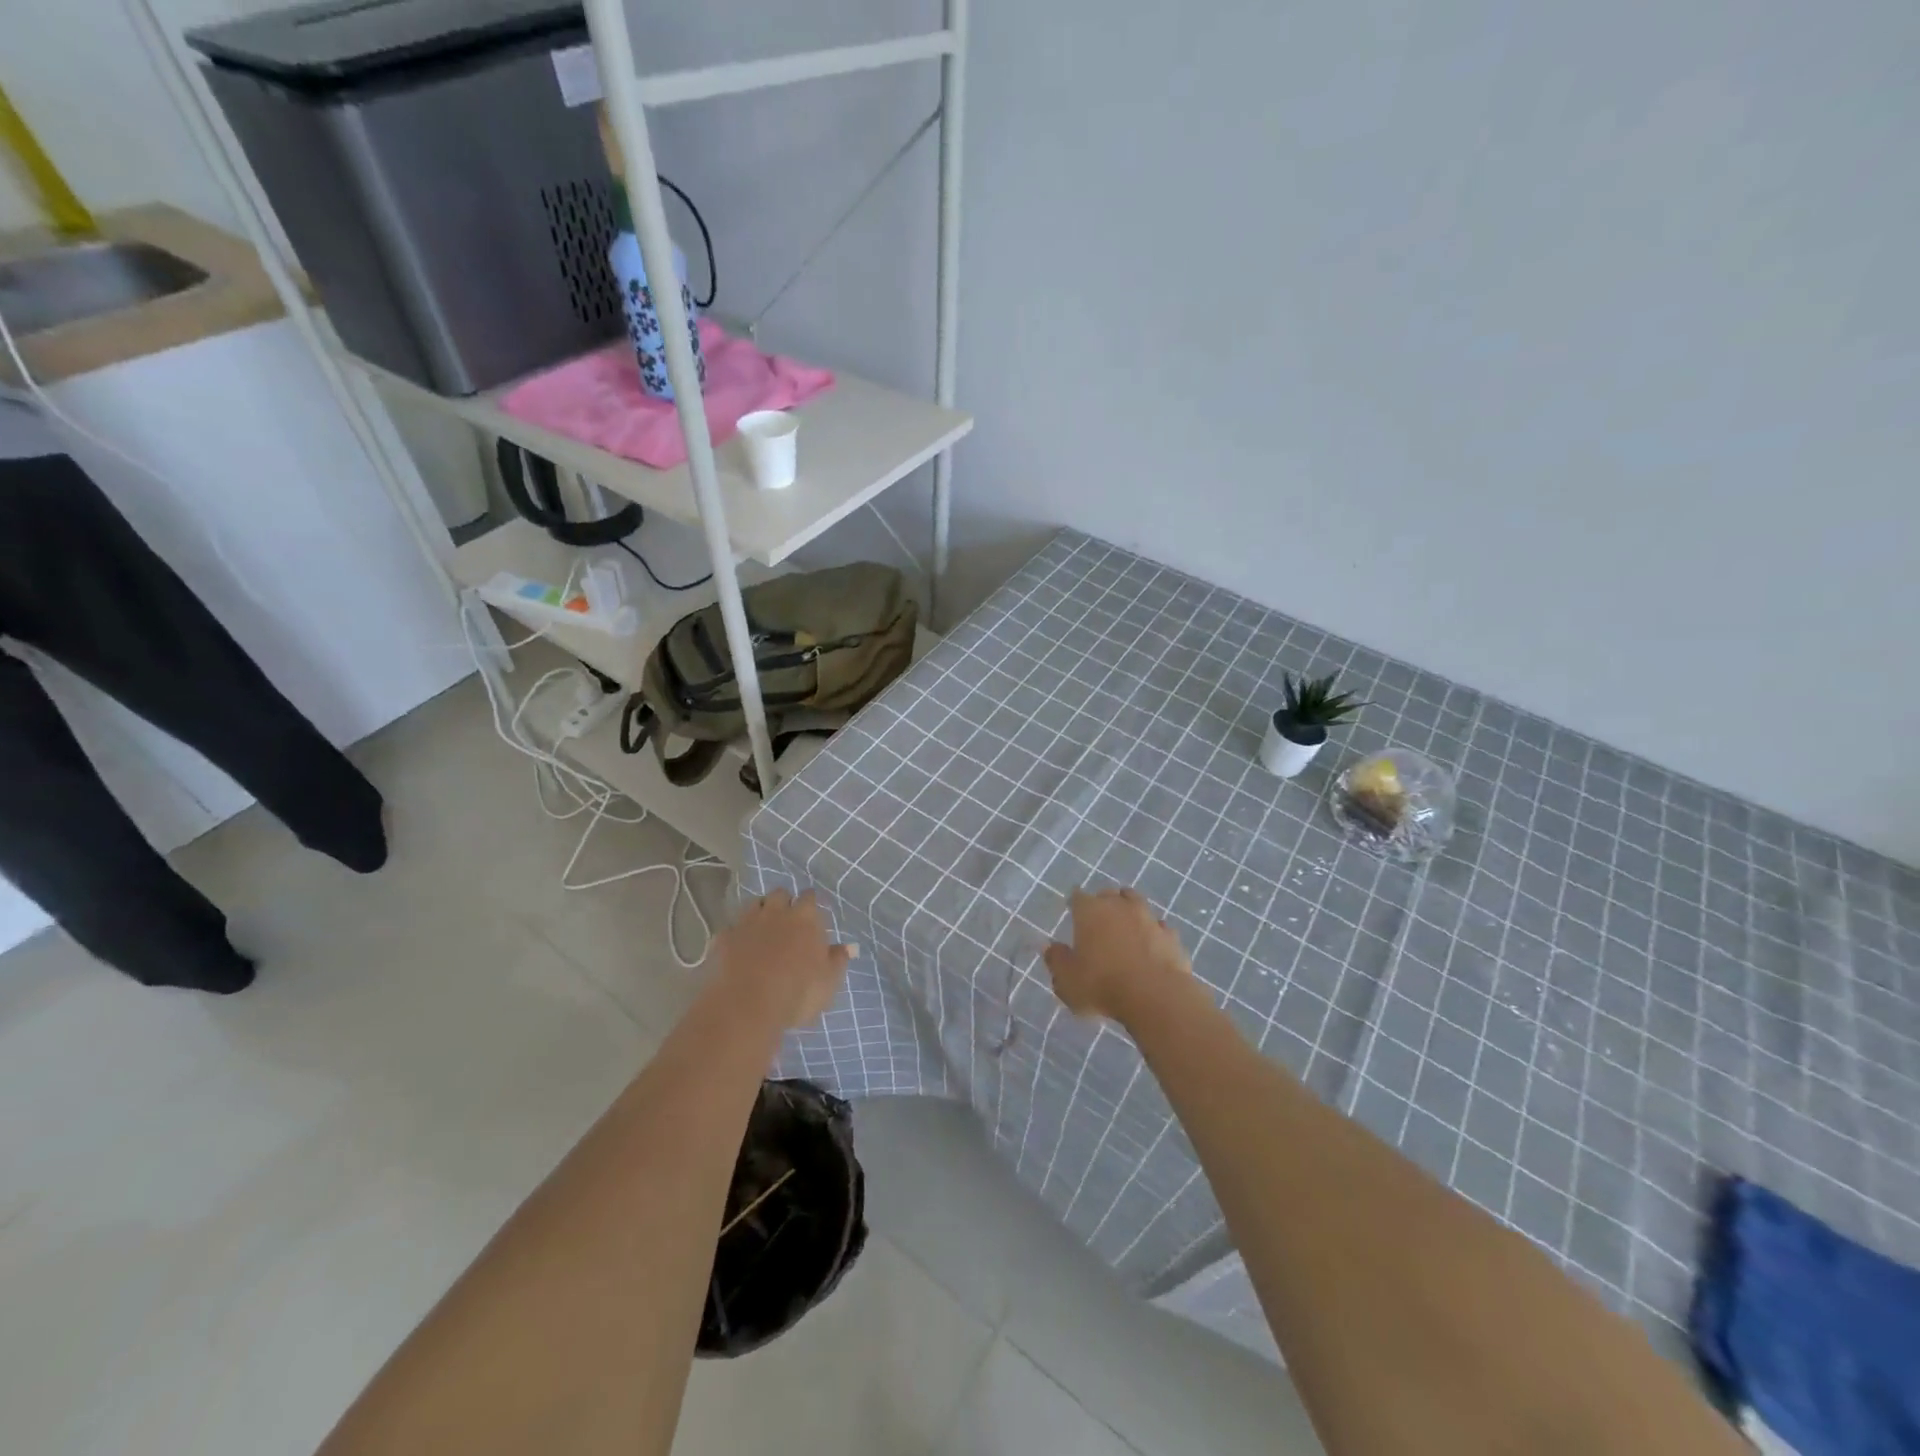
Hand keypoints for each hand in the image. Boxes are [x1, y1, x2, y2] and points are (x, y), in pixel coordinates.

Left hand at [714, 888, 854, 1029]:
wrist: (746, 1006)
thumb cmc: (797, 993)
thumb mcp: (828, 981)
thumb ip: (838, 960)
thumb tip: (849, 946)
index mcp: (805, 918)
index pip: (811, 897)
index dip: (812, 904)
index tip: (814, 917)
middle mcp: (776, 912)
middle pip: (780, 894)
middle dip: (785, 903)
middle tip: (788, 921)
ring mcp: (747, 923)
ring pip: (754, 904)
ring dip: (760, 912)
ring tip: (763, 929)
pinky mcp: (723, 938)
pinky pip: (731, 928)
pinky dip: (736, 934)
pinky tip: (738, 947)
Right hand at [1042, 887, 1193, 1024]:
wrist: (1156, 996)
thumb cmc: (1102, 985)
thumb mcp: (1067, 981)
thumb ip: (1056, 961)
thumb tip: (1050, 948)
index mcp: (1090, 911)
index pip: (1078, 897)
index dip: (1075, 904)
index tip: (1073, 912)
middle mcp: (1120, 906)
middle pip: (1109, 894)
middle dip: (1104, 903)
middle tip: (1099, 920)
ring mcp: (1149, 918)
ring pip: (1138, 904)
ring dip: (1131, 913)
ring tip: (1127, 929)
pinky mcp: (1172, 936)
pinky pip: (1159, 928)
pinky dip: (1154, 934)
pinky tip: (1152, 947)